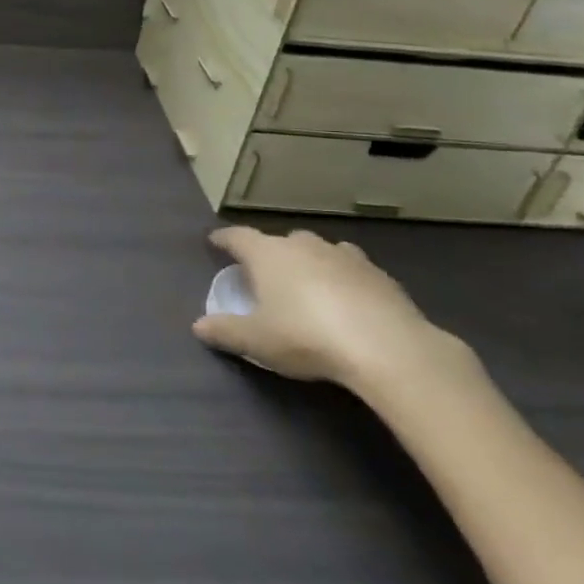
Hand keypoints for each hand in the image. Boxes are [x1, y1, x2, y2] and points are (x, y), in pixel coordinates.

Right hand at [193, 226, 468, 394]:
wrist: (385, 346)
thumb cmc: (305, 336)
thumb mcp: (256, 340)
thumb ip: (225, 331)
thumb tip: (198, 326)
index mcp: (267, 254)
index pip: (238, 237)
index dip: (224, 239)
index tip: (215, 241)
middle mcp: (303, 245)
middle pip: (280, 240)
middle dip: (270, 252)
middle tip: (265, 273)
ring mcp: (344, 256)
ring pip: (318, 250)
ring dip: (309, 261)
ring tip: (307, 282)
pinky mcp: (378, 274)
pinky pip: (351, 268)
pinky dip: (342, 277)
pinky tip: (346, 298)